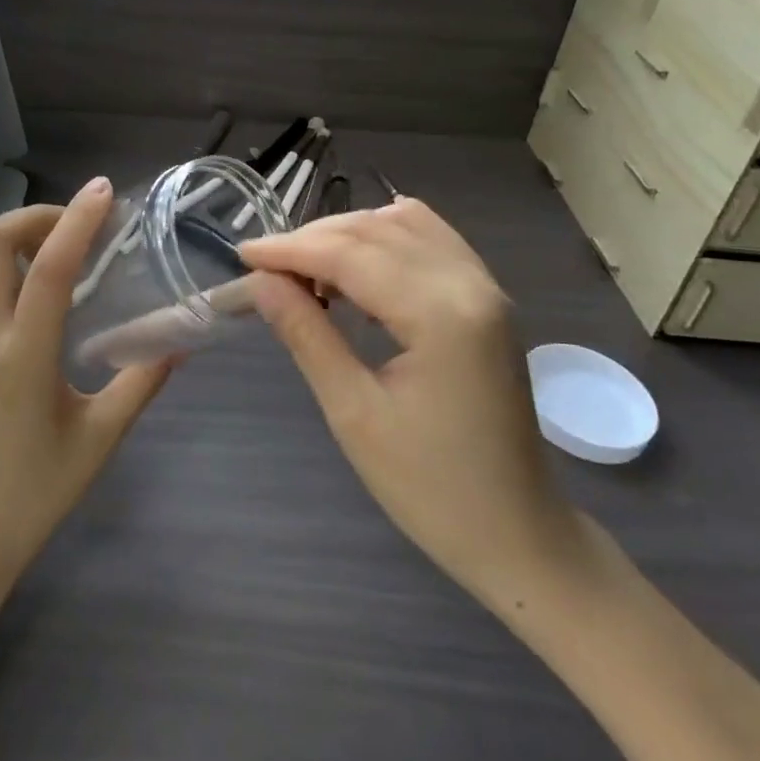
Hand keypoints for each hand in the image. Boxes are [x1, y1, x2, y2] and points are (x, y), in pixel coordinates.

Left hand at [0, 177, 172, 603]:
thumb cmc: (34, 493)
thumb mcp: (99, 439)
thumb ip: (141, 381)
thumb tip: (180, 340)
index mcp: (22, 359)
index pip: (49, 267)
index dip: (78, 220)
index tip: (101, 192)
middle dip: (34, 216)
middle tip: (69, 224)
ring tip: (31, 244)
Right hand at [239, 199, 580, 610]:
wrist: (517, 534)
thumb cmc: (430, 488)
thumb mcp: (353, 412)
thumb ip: (306, 334)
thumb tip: (259, 281)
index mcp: (441, 313)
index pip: (350, 255)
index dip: (290, 250)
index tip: (242, 254)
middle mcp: (469, 283)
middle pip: (375, 231)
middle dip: (313, 240)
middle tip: (265, 267)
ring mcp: (485, 287)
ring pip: (404, 226)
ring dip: (349, 235)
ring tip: (305, 268)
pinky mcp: (488, 299)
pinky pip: (433, 240)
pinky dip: (387, 237)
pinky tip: (360, 256)